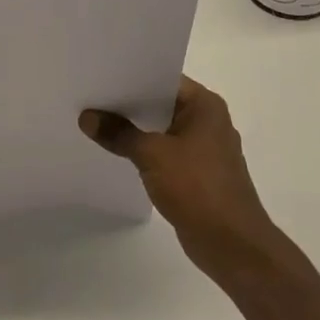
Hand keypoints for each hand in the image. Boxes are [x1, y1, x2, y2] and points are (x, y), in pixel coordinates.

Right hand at [81, 77, 285, 284]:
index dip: (131, 75)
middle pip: (160, 103)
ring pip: (161, 129)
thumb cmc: (198, 188)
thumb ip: (119, 133)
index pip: (162, 78)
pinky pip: (164, 152)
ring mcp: (203, 149)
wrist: (233, 246)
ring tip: (96, 120)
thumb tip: (87, 118)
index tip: (100, 74)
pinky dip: (143, 150)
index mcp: (205, 105)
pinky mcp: (197, 173)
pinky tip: (116, 151)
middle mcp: (207, 121)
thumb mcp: (152, 155)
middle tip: (90, 96)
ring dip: (134, 129)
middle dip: (128, 103)